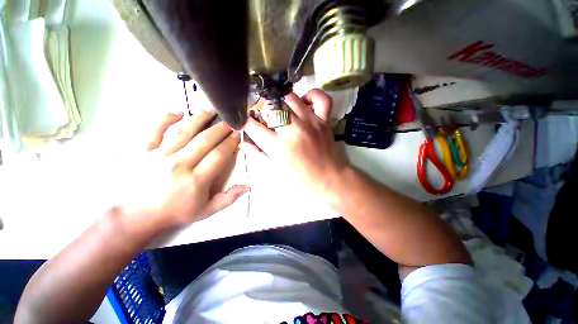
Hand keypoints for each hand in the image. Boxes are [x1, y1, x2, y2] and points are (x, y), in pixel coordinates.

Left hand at [121, 111, 247, 231]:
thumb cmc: (176, 212)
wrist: (137, 215)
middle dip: (220, 129)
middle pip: (204, 141)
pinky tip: (179, 113)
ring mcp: (159, 156)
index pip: (219, 155)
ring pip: (184, 131)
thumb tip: (248, 186)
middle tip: (229, 122)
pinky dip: (166, 118)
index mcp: (196, 181)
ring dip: (200, 119)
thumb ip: (229, 198)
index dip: (230, 143)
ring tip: (211, 112)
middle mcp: (179, 165)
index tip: (237, 135)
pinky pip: (154, 130)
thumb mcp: (207, 211)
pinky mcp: (142, 151)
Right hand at [242, 89, 347, 196]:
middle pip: (272, 108)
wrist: (329, 179)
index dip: (246, 123)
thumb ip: (259, 155)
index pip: (254, 127)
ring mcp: (310, 122)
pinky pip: (320, 98)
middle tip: (265, 116)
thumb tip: (243, 143)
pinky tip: (303, 103)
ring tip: (281, 110)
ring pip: (291, 98)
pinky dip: (311, 95)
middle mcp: (293, 130)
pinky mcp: (323, 120)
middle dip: (264, 110)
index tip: (246, 122)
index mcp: (279, 146)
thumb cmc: (301, 179)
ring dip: (282, 102)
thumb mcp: (276, 171)